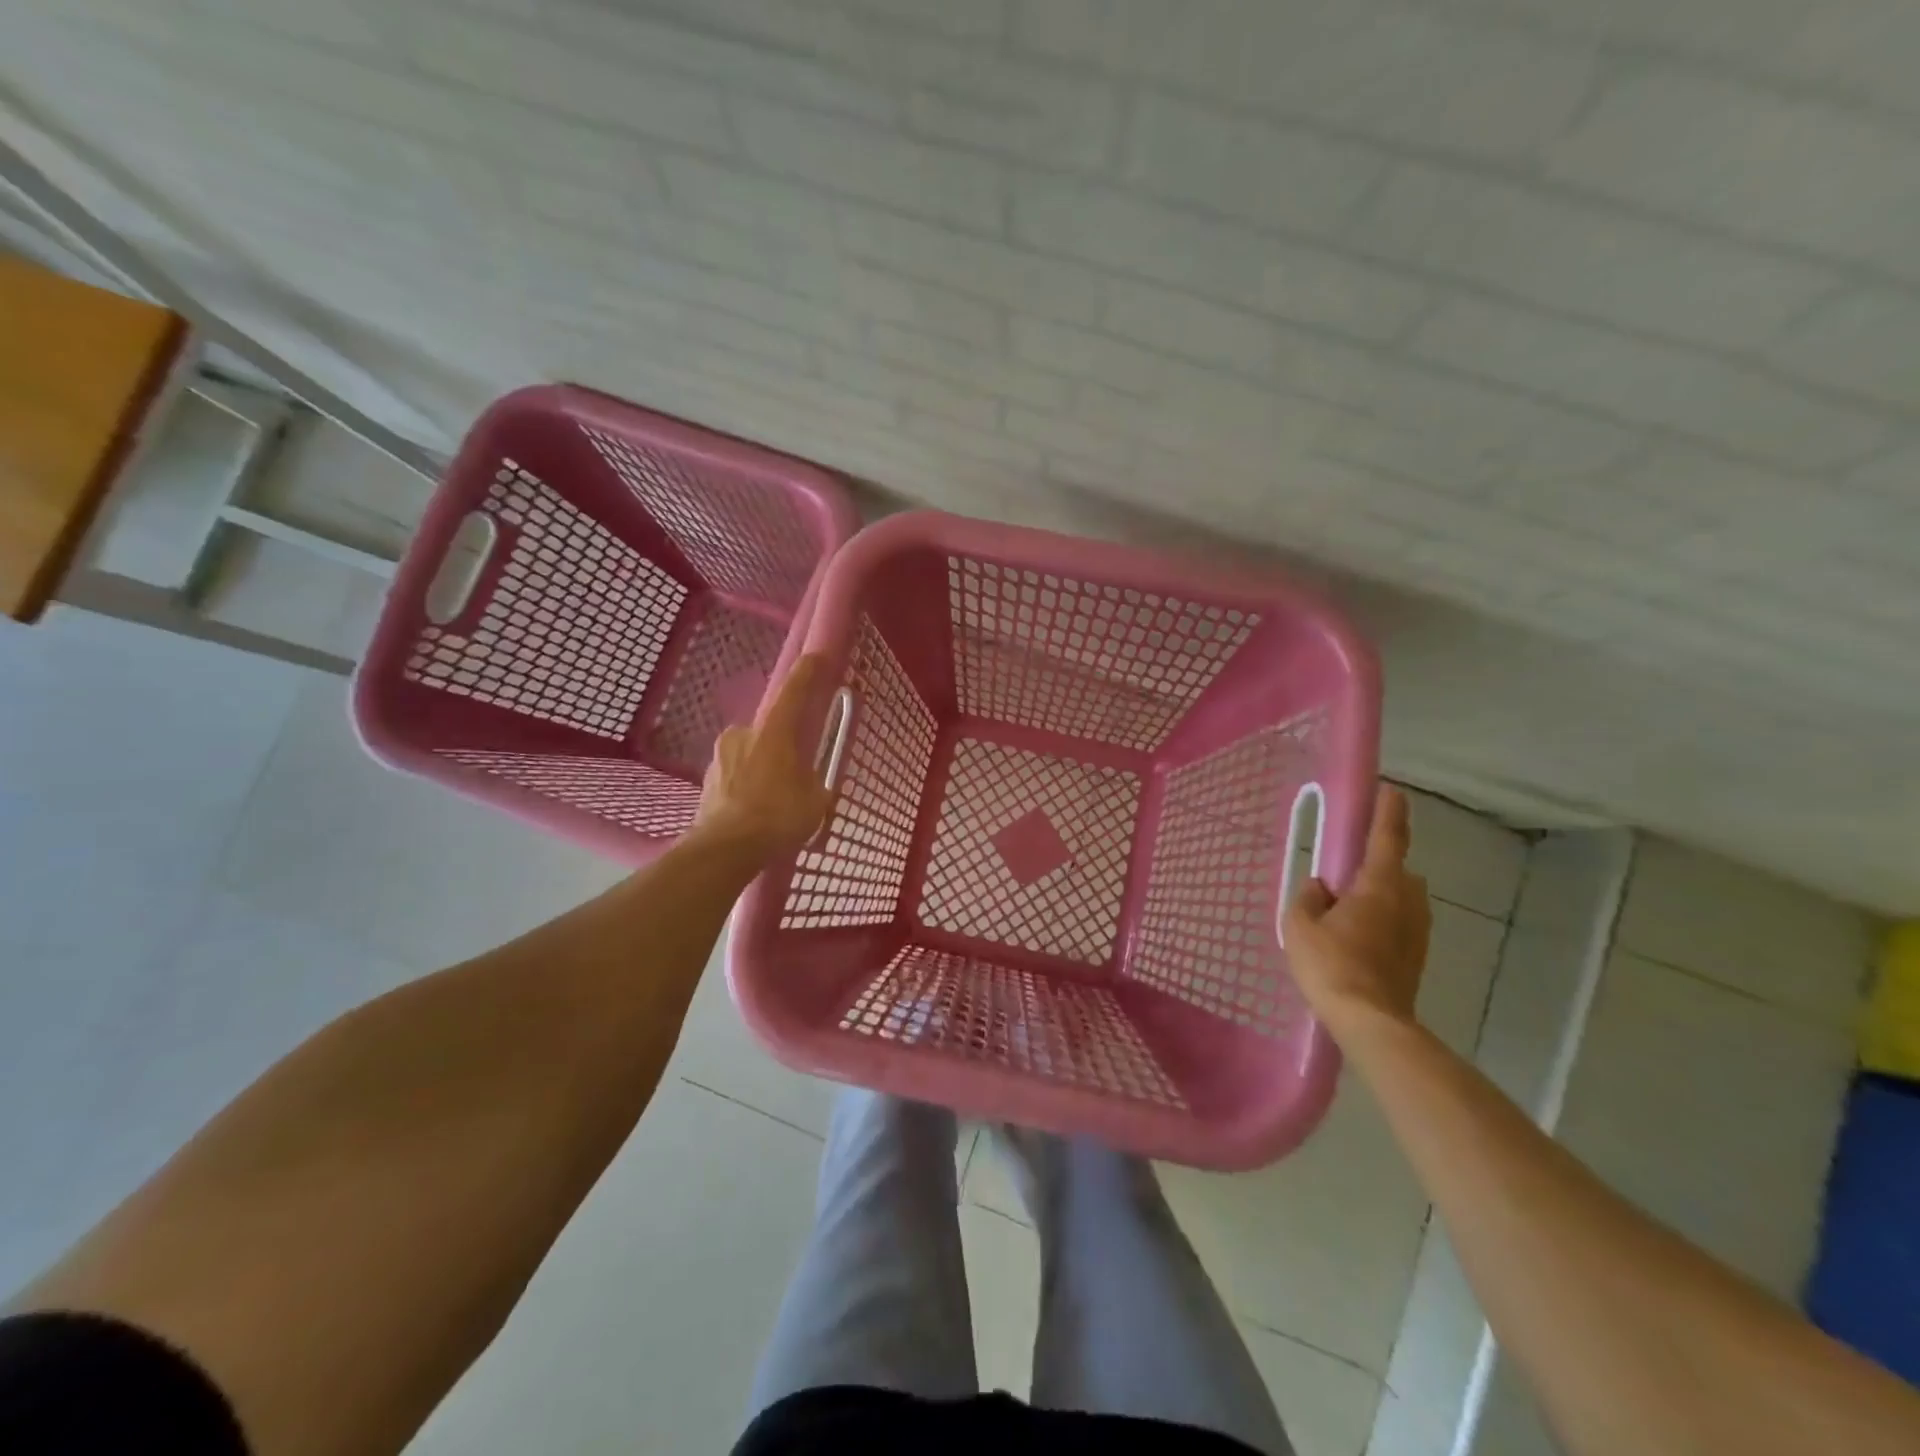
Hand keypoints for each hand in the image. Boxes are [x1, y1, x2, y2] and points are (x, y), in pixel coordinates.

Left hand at [694, 653, 839, 862]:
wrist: (725, 850)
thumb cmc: (777, 816)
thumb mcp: (816, 801)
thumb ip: (816, 784)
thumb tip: (813, 784)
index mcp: (773, 731)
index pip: (793, 692)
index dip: (807, 673)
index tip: (816, 656)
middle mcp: (743, 734)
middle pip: (769, 730)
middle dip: (783, 745)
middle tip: (797, 770)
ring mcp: (719, 757)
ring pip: (750, 754)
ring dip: (764, 768)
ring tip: (776, 799)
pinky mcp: (706, 782)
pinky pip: (736, 776)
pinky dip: (748, 787)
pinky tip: (756, 811)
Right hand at [1282, 786, 1430, 1034]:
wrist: (1371, 1021)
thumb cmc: (1331, 964)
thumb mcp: (1300, 924)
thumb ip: (1308, 897)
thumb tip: (1322, 887)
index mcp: (1379, 885)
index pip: (1387, 838)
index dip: (1389, 813)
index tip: (1392, 791)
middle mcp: (1407, 901)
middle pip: (1397, 871)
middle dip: (1377, 866)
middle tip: (1345, 877)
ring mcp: (1417, 931)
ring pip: (1400, 899)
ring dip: (1380, 896)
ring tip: (1346, 914)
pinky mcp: (1417, 956)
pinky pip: (1399, 924)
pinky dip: (1382, 922)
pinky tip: (1356, 941)